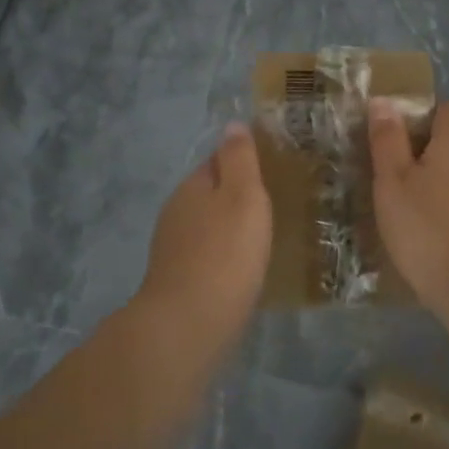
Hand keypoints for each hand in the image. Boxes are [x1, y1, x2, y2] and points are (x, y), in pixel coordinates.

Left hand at [140, 122, 272, 318]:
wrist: (188, 325)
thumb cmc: (225, 253)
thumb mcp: (243, 196)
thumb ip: (239, 159)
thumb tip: (232, 124)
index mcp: (192, 186)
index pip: (217, 160)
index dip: (243, 162)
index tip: (273, 170)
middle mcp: (176, 212)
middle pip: (210, 194)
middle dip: (237, 197)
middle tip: (275, 204)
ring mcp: (173, 249)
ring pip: (208, 226)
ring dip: (231, 228)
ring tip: (264, 237)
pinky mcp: (177, 281)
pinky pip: (207, 256)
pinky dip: (224, 257)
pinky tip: (243, 270)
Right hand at [369, 99, 448, 303]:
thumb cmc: (428, 228)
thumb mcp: (393, 181)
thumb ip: (388, 139)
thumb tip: (383, 100)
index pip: (441, 107)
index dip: (415, 111)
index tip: (386, 129)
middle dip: (421, 144)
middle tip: (385, 162)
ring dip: (432, 174)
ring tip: (399, 193)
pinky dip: (443, 198)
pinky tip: (422, 220)